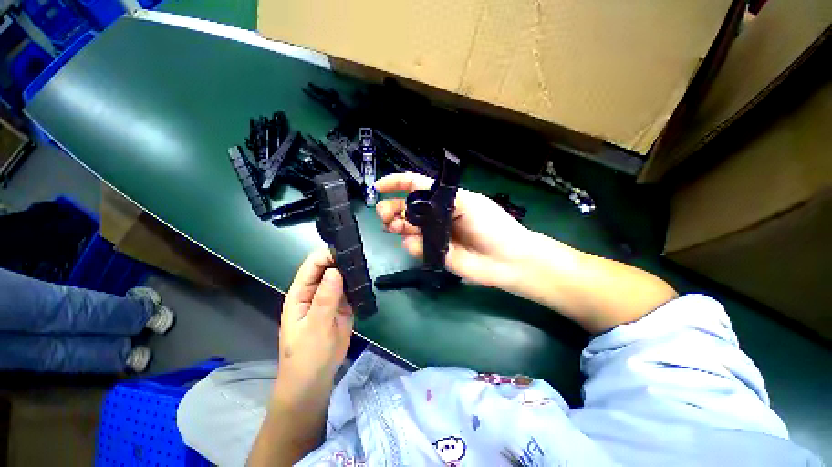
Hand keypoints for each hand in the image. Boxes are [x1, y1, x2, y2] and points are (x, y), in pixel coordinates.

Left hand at [276, 249, 353, 401]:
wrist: (315, 380)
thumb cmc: (308, 355)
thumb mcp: (315, 327)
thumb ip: (325, 299)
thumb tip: (335, 270)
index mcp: (301, 293)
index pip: (312, 265)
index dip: (327, 256)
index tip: (347, 252)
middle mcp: (315, 292)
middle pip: (328, 268)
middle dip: (342, 261)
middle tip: (361, 257)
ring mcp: (330, 299)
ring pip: (341, 278)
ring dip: (351, 271)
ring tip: (366, 265)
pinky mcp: (343, 306)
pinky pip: (350, 290)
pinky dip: (357, 284)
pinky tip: (366, 280)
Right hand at [375, 173, 533, 288]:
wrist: (505, 260)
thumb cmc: (490, 225)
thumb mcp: (468, 202)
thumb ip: (440, 198)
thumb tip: (414, 203)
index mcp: (443, 199)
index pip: (415, 186)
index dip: (396, 183)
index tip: (378, 186)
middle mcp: (435, 216)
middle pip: (405, 208)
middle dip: (390, 208)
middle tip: (384, 215)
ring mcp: (433, 235)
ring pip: (406, 227)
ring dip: (396, 225)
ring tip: (394, 227)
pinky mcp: (433, 253)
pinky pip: (414, 246)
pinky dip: (411, 244)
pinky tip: (416, 244)